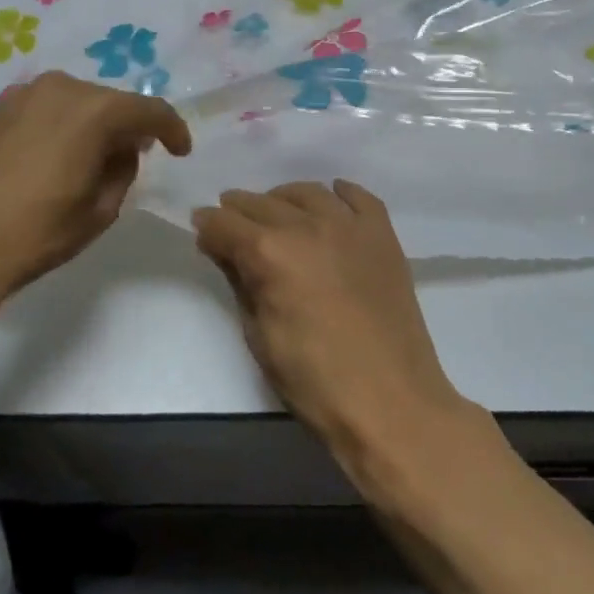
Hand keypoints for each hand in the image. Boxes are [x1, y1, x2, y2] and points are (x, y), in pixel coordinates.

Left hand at [0, 71, 190, 299]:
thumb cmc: (35, 233)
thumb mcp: (100, 210)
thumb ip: (122, 169)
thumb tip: (121, 149)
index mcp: (93, 110)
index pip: (149, 110)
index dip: (172, 129)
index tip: (180, 151)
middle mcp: (59, 88)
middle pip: (109, 101)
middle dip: (127, 126)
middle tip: (134, 157)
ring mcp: (21, 94)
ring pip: (74, 101)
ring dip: (91, 124)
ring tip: (90, 158)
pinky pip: (43, 108)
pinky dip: (58, 125)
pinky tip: (52, 155)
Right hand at [192, 182, 464, 460]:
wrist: (391, 401)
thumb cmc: (314, 380)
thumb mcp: (259, 336)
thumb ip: (239, 282)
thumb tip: (220, 248)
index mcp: (270, 253)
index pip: (225, 223)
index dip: (208, 224)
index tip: (201, 228)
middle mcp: (306, 226)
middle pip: (261, 203)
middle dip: (239, 210)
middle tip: (230, 221)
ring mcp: (349, 226)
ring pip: (306, 193)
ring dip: (282, 198)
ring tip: (275, 212)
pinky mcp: (382, 235)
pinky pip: (359, 197)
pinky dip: (339, 193)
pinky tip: (331, 198)